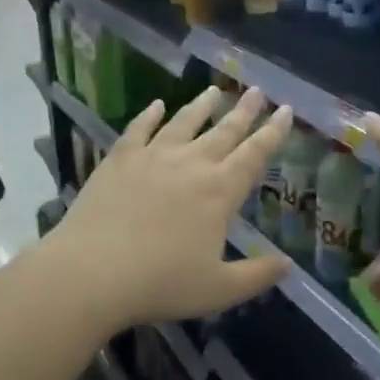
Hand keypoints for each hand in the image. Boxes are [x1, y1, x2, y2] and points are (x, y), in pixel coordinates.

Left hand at [53, 87, 292, 330]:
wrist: (91, 273)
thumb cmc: (160, 283)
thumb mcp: (218, 290)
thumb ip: (257, 276)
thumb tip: (288, 265)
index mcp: (220, 192)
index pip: (255, 154)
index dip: (273, 132)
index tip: (286, 109)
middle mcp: (191, 165)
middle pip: (224, 131)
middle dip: (244, 111)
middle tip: (257, 90)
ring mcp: (153, 157)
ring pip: (184, 123)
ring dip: (202, 105)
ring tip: (215, 91)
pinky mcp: (120, 159)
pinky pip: (140, 129)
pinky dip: (150, 114)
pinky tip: (157, 104)